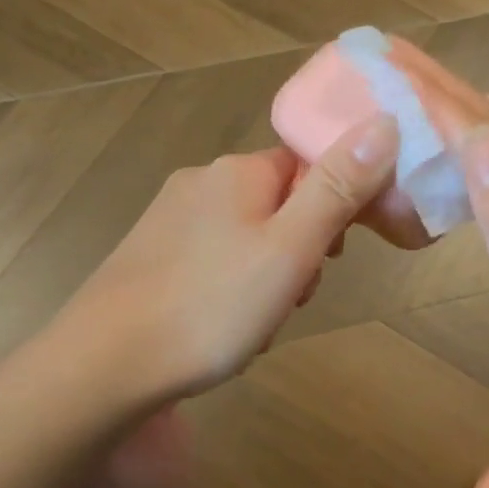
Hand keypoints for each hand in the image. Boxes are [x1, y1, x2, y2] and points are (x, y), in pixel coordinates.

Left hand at [56, 113, 400, 407]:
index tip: (333, 254)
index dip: (333, 206)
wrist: (103, 366)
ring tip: (257, 325)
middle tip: (294, 297)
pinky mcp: (149, 256)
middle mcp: (201, 182)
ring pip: (248, 239)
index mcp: (238, 171)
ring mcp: (169, 221)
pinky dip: (230, 292)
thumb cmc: (211, 305)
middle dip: (298, 252)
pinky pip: (213, 263)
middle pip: (279, 204)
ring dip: (268, 278)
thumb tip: (384, 121)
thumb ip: (338, 187)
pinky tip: (222, 332)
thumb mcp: (290, 248)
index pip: (308, 165)